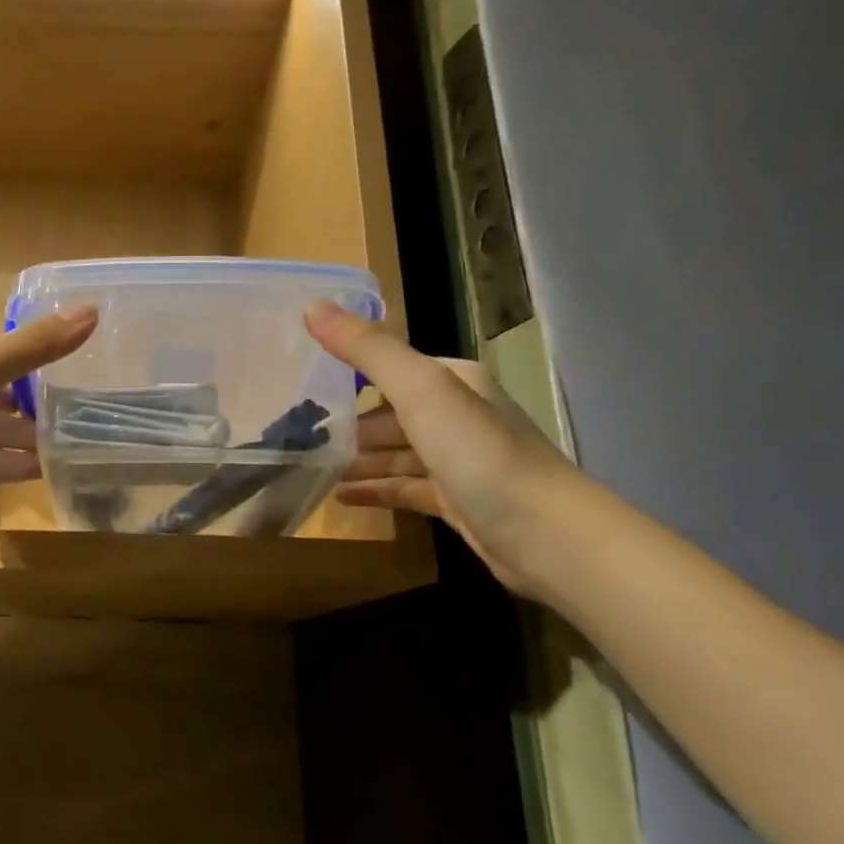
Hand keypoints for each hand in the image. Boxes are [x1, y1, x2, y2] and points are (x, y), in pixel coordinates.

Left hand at [0, 309, 96, 562]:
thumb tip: (93, 309)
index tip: (85, 373)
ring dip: (31, 451)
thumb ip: (29, 348)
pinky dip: (10, 481)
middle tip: (93, 420)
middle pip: (1, 414)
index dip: (38, 371)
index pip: (0, 370)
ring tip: (81, 451)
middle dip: (39, 418)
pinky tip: (45, 479)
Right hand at [306, 302, 574, 592]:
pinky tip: (341, 496)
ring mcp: (459, 461)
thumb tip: (311, 306)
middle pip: (390, 413)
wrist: (547, 537)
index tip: (302, 385)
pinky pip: (405, 488)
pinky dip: (375, 489)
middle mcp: (458, 415)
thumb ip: (368, 350)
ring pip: (396, 452)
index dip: (348, 374)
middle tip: (296, 434)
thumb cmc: (480, 453)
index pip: (391, 368)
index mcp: (453, 380)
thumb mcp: (421, 390)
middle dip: (348, 424)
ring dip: (357, 459)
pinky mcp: (457, 502)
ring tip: (309, 466)